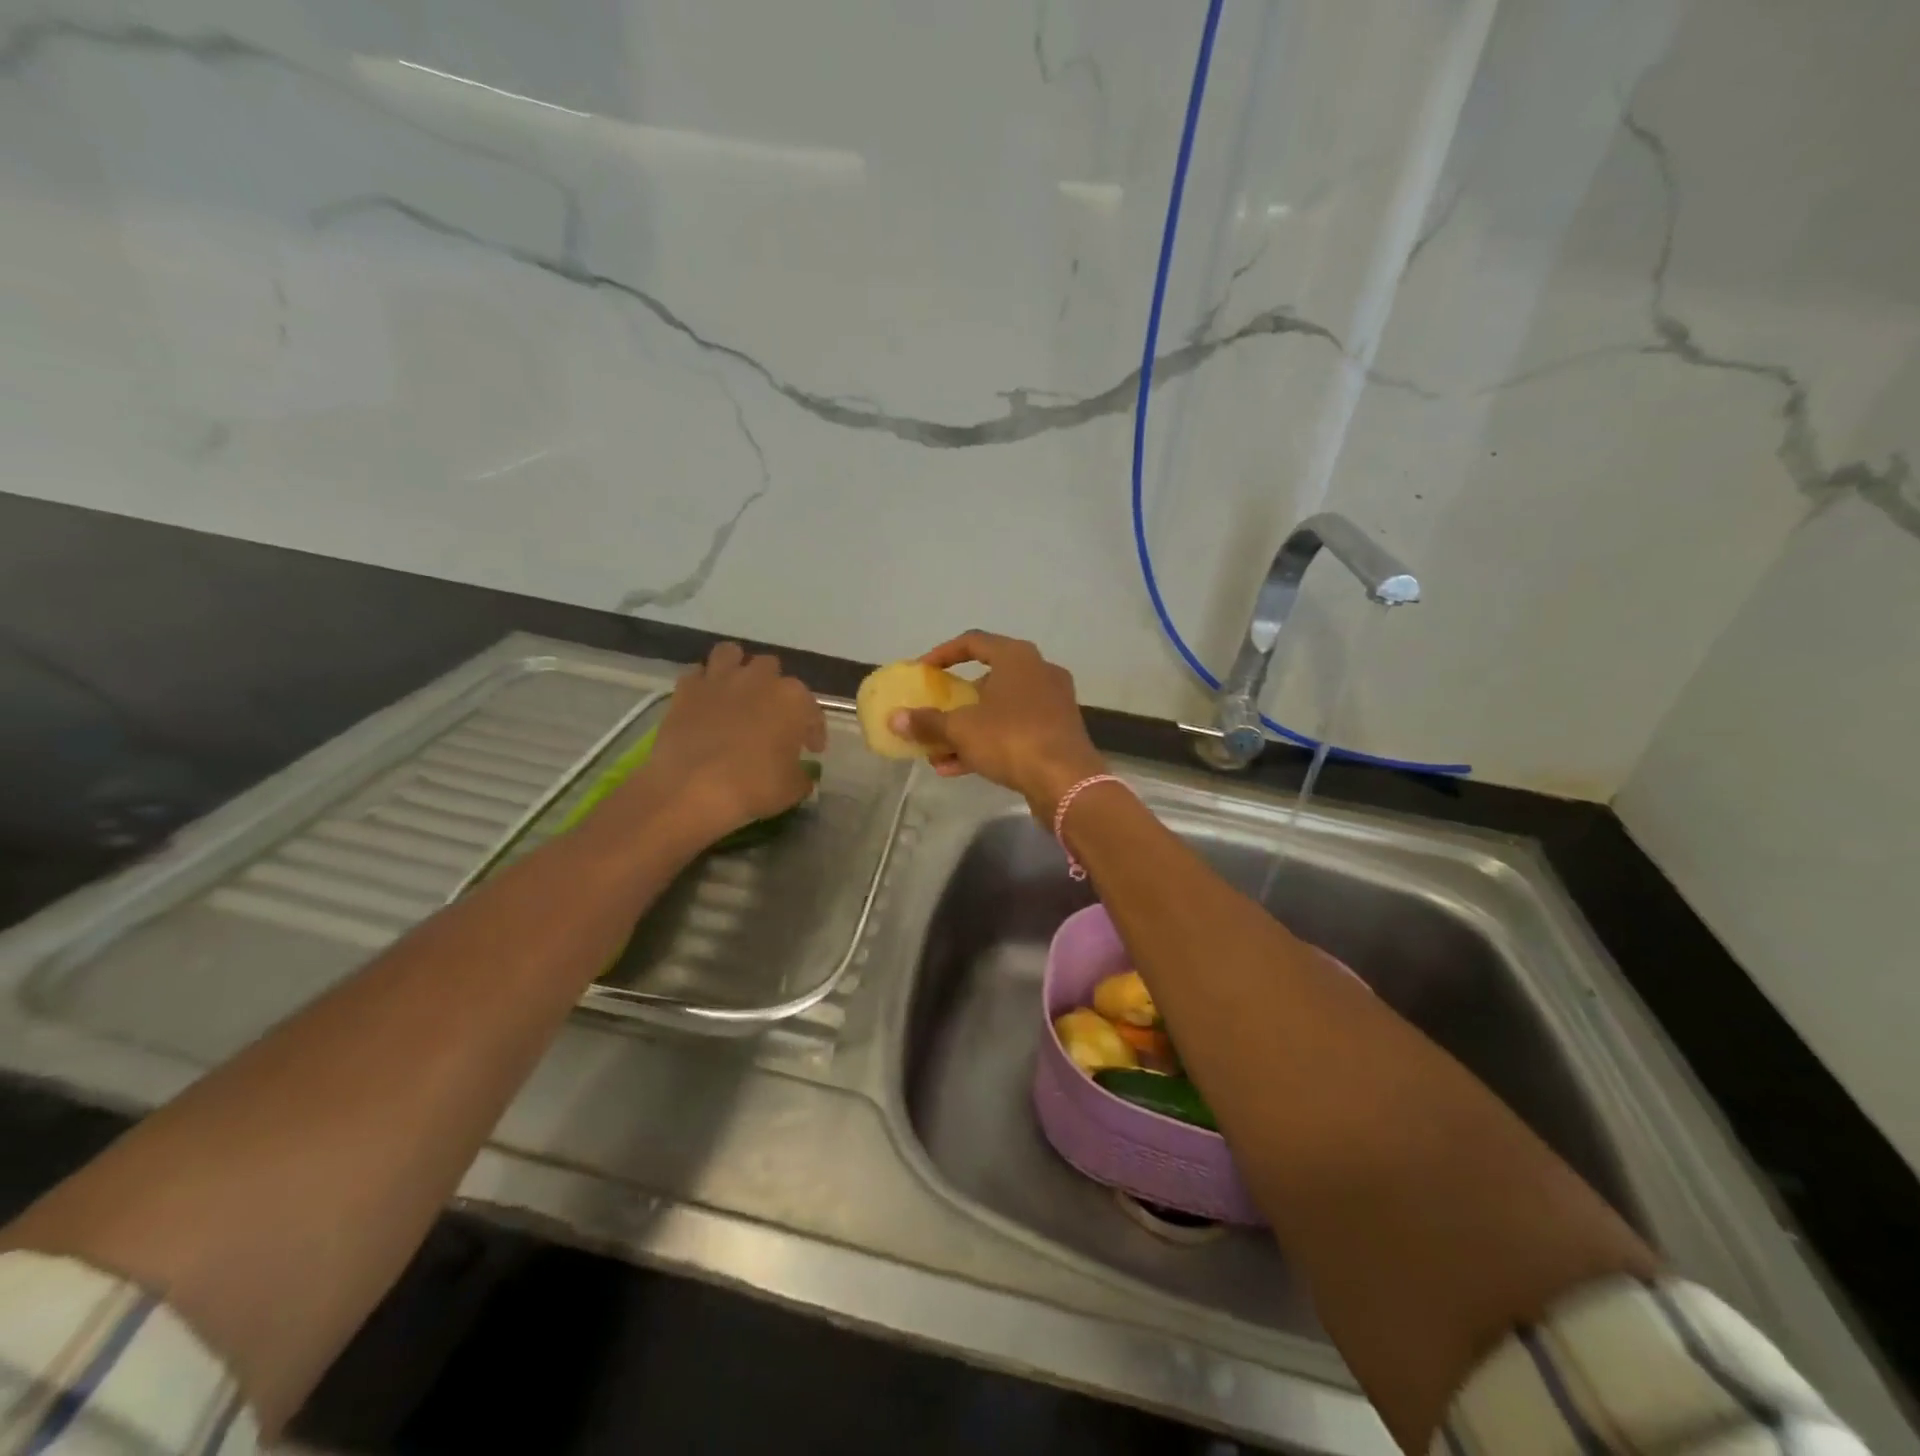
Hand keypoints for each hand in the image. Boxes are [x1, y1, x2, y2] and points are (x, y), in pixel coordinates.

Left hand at [621, 642, 826, 848]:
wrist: (692, 788)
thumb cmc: (753, 787)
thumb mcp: (792, 789)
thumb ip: (801, 775)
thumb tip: (801, 774)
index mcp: (793, 700)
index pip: (812, 710)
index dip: (814, 730)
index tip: (812, 749)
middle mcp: (759, 679)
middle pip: (772, 669)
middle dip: (774, 689)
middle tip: (772, 718)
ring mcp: (720, 680)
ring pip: (731, 654)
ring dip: (737, 668)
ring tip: (737, 692)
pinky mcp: (687, 690)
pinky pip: (697, 674)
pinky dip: (703, 684)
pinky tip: (706, 703)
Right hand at [891, 631, 1106, 820]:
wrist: (1066, 781)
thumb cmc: (1011, 739)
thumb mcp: (961, 729)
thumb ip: (926, 721)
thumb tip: (894, 718)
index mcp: (1017, 658)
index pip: (973, 642)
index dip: (942, 654)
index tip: (921, 672)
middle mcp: (1038, 673)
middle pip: (987, 679)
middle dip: (954, 701)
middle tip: (931, 713)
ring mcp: (1051, 704)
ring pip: (998, 710)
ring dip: (965, 729)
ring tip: (935, 751)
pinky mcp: (1056, 733)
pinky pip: (1013, 731)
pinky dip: (986, 743)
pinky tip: (954, 768)